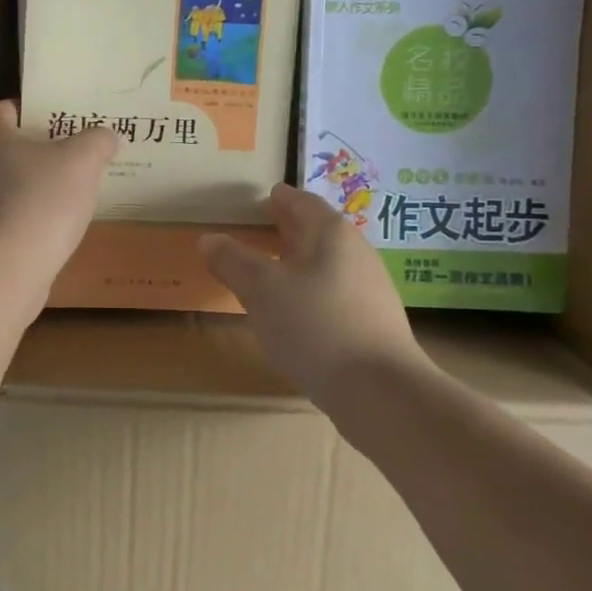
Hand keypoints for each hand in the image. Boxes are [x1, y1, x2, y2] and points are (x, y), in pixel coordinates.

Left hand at [0, 100, 118, 284]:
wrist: (8, 271)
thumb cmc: (42, 200)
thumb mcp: (83, 160)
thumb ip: (98, 141)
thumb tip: (106, 137)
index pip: (5, 109)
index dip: (31, 107)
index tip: (61, 115)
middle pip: (10, 147)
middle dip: (42, 149)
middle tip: (77, 151)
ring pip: (12, 184)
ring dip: (39, 185)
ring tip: (75, 189)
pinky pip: (14, 216)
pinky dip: (34, 216)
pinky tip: (60, 225)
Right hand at [201, 184, 423, 404]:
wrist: (382, 392)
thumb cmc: (315, 325)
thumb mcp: (261, 289)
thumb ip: (232, 261)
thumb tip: (209, 239)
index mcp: (330, 232)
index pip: (301, 201)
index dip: (279, 199)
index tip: (263, 200)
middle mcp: (356, 251)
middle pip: (317, 231)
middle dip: (288, 230)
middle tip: (261, 231)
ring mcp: (370, 288)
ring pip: (327, 264)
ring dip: (300, 263)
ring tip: (272, 273)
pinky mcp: (375, 323)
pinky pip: (336, 293)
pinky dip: (312, 292)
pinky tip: (297, 314)